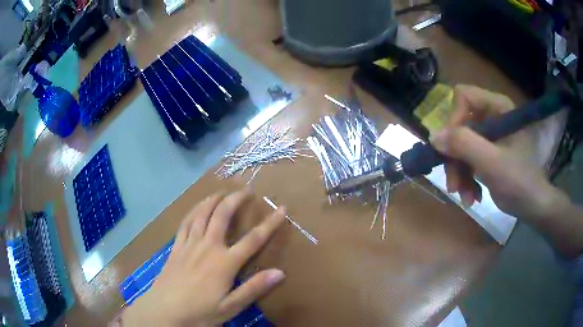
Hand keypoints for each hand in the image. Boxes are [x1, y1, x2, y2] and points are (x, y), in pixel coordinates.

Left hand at [122, 190, 285, 325]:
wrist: (165, 311)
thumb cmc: (200, 312)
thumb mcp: (230, 306)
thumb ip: (254, 288)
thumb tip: (280, 272)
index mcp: (224, 262)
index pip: (253, 239)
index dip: (270, 223)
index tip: (281, 209)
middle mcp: (208, 247)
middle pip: (222, 215)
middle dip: (235, 199)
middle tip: (246, 190)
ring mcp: (189, 245)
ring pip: (202, 214)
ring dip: (213, 200)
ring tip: (221, 192)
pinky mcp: (176, 247)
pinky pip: (185, 223)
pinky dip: (193, 211)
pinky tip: (196, 208)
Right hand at [429, 85, 563, 219]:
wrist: (533, 206)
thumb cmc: (519, 182)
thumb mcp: (492, 164)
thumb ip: (464, 145)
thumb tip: (433, 137)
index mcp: (498, 107)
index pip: (464, 97)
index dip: (454, 121)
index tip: (452, 151)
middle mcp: (492, 116)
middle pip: (460, 125)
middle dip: (455, 158)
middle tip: (454, 187)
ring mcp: (490, 136)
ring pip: (461, 145)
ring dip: (460, 174)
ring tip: (466, 198)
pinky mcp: (488, 152)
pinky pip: (467, 158)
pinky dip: (467, 179)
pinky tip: (473, 196)